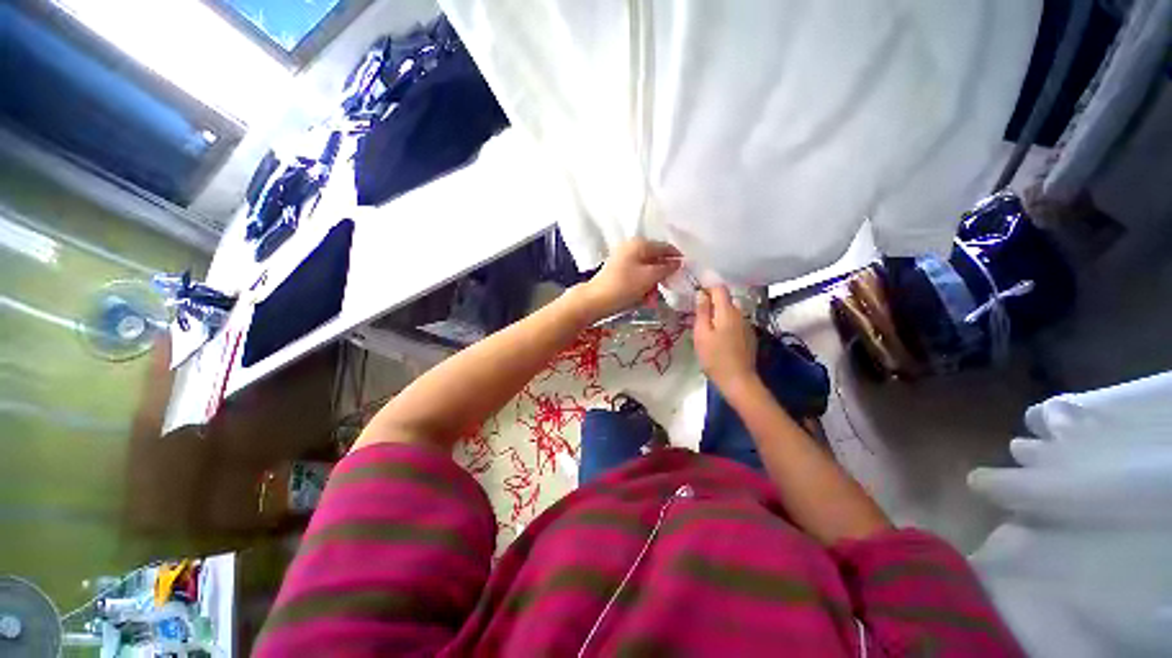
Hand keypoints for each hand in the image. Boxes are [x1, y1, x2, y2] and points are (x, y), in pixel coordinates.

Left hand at [577, 238, 680, 319]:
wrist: (595, 300)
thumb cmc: (625, 286)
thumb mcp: (650, 277)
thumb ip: (667, 268)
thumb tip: (678, 262)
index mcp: (639, 243)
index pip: (665, 247)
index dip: (677, 259)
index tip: (685, 272)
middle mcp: (631, 247)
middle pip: (655, 259)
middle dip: (662, 276)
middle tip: (668, 288)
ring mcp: (623, 259)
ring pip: (646, 270)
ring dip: (652, 284)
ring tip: (651, 300)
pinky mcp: (617, 272)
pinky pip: (636, 277)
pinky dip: (642, 287)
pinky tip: (642, 299)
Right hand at [693, 286, 757, 391]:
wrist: (738, 381)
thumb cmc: (715, 357)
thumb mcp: (701, 333)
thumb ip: (702, 311)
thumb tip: (702, 293)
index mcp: (728, 311)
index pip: (719, 288)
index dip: (707, 288)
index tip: (696, 296)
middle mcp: (740, 314)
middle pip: (726, 300)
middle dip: (712, 304)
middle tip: (697, 316)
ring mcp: (747, 325)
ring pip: (730, 313)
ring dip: (718, 315)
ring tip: (706, 329)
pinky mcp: (749, 336)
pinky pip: (735, 323)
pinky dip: (726, 325)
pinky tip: (719, 339)